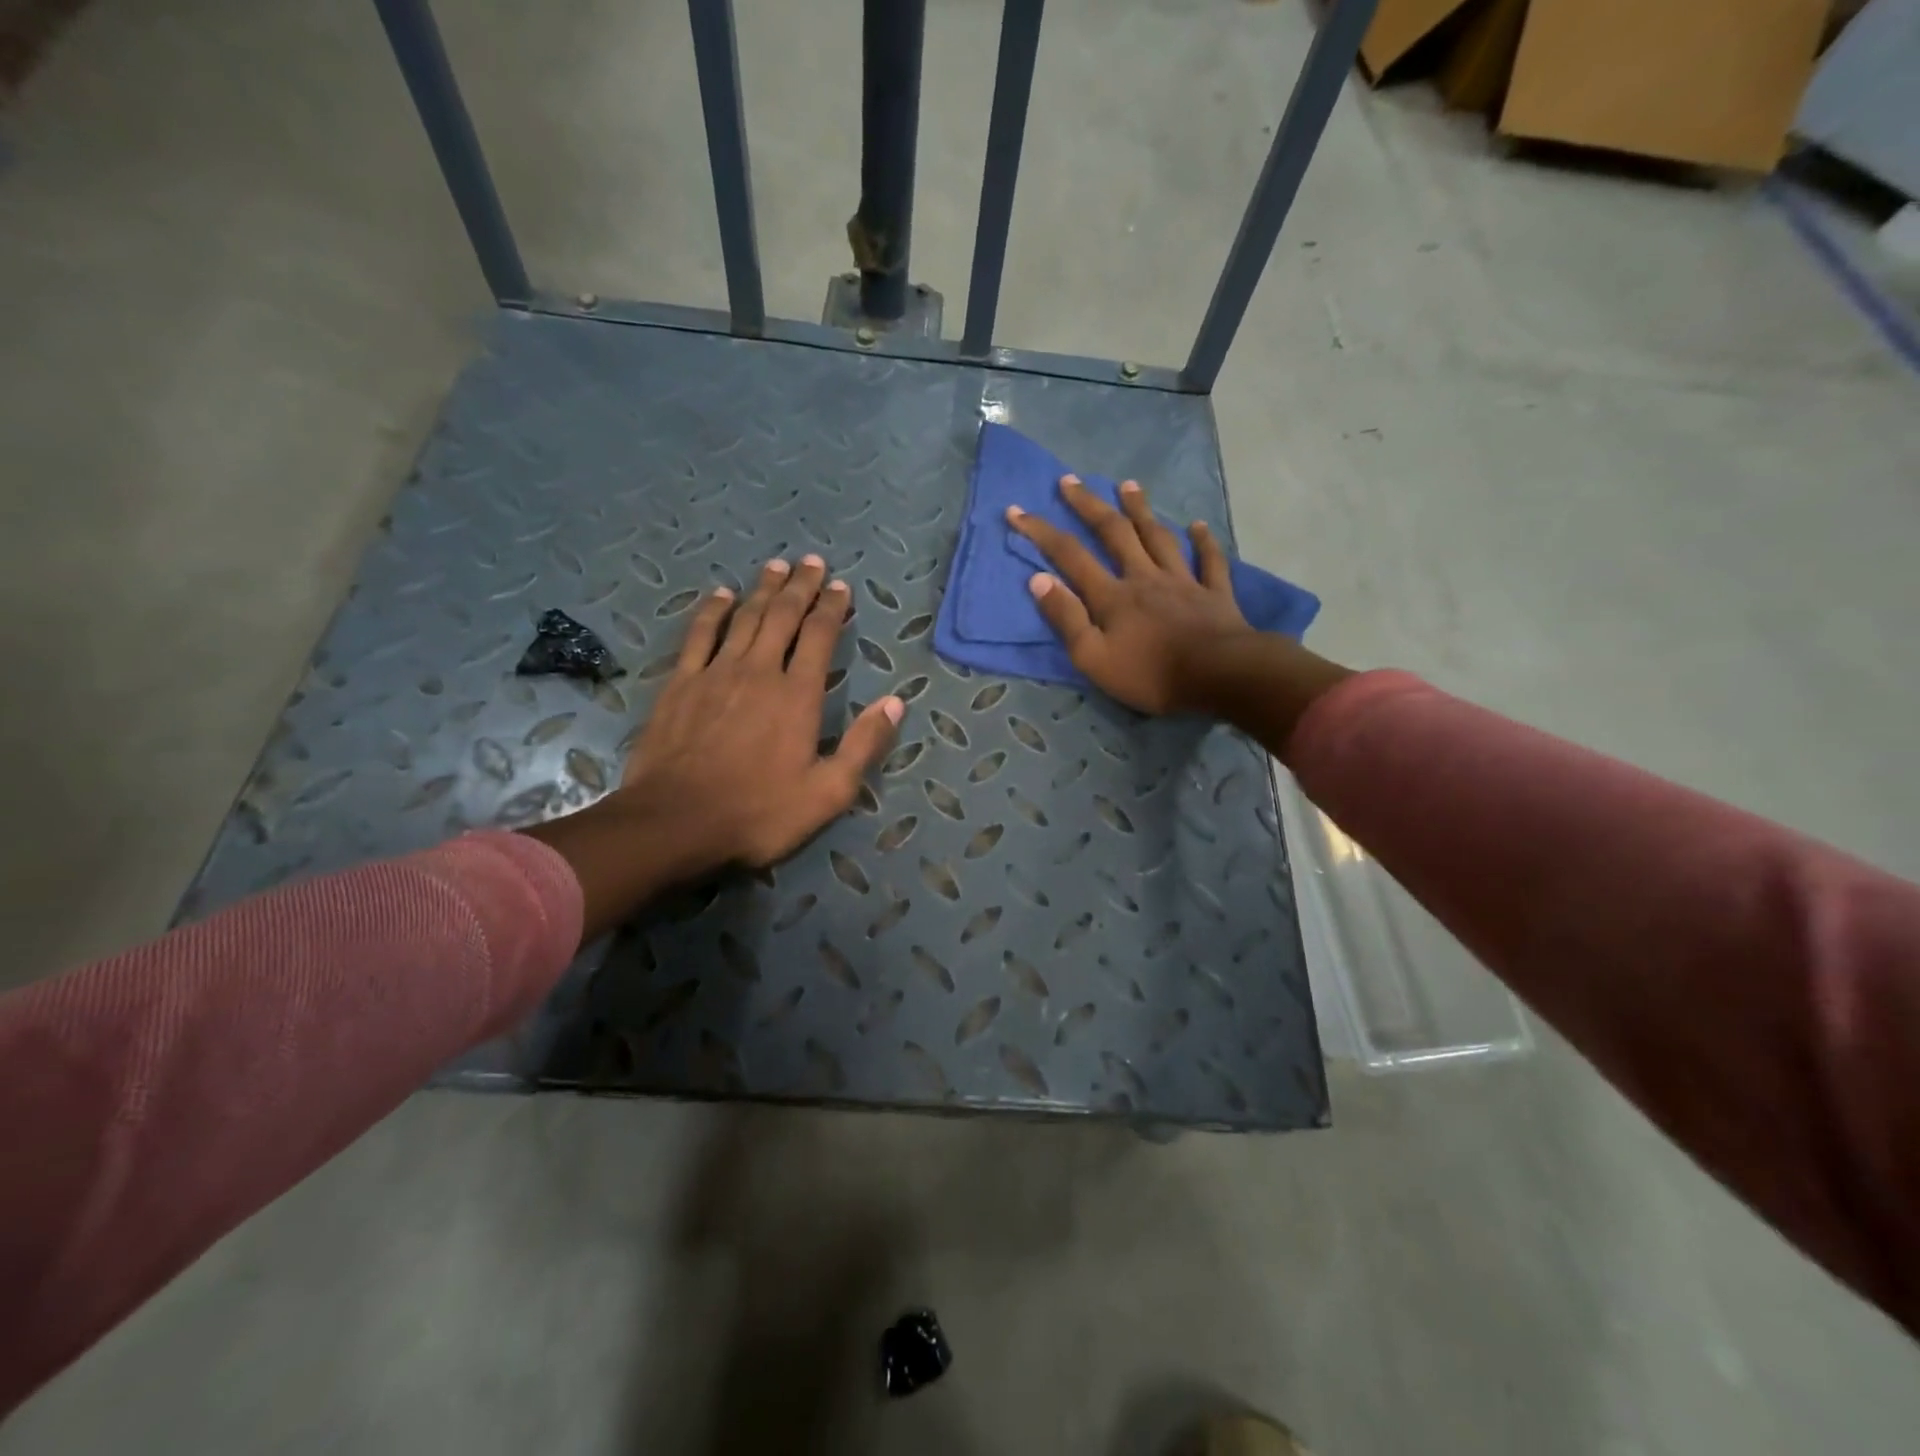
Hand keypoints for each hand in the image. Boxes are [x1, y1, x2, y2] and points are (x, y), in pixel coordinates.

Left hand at [622, 555, 902, 870]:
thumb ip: (864, 745)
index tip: (841, 586)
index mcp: (798, 695)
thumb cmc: (759, 812)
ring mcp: (716, 673)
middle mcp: (760, 671)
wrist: (675, 822)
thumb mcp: (828, 792)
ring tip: (777, 567)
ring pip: (744, 617)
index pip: (820, 637)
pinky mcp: (681, 684)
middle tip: (812, 562)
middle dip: (801, 587)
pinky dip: (712, 611)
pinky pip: (699, 635)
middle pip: (783, 616)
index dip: (833, 608)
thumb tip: (895, 703)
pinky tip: (721, 595)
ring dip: (763, 589)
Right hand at [1007, 475, 1254, 714]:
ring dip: (1141, 510)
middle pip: (1114, 533)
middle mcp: (1144, 577)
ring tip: (1128, 485)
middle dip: (1089, 505)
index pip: (1070, 556)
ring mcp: (1183, 582)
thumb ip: (1066, 618)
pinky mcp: (1214, 594)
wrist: (1219, 676)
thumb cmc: (1151, 674)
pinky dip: (1204, 542)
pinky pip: (1209, 561)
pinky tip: (1198, 526)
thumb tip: (1038, 579)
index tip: (1017, 510)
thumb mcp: (1094, 658)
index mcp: (1112, 596)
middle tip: (1071, 481)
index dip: (1041, 532)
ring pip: (1158, 537)